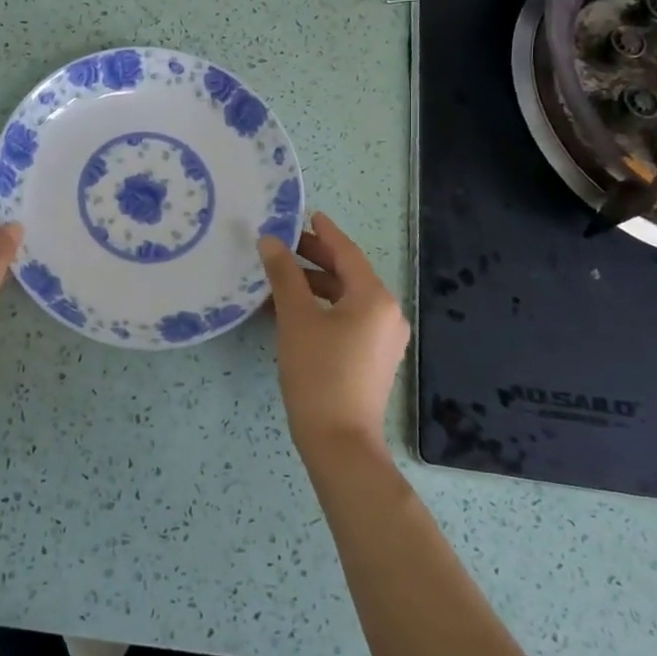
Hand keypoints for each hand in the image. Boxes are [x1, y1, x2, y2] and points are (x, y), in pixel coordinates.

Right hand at [257, 212, 410, 458]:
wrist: (339, 441)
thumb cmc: (318, 372)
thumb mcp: (296, 318)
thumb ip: (283, 274)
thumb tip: (269, 241)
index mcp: (374, 298)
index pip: (347, 253)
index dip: (324, 232)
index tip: (306, 214)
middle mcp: (387, 314)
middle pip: (348, 274)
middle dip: (315, 259)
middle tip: (283, 246)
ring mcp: (383, 339)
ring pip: (346, 299)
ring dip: (314, 286)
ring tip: (279, 280)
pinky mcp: (373, 359)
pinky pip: (348, 320)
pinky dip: (323, 309)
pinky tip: (292, 312)